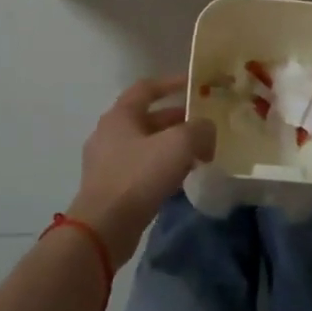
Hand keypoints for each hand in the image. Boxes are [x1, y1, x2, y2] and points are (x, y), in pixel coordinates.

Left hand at [69, 77, 216, 266]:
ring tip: (199, 152)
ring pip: (146, 145)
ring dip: (172, 145)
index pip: (147, 88)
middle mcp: (110, 133)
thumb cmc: (139, 176)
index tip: (194, 85)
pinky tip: (181, 178)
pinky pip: (142, 168)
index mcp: (120, 115)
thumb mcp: (178, 145)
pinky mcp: (111, 187)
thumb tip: (207, 131)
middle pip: (148, 118)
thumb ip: (199, 130)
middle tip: (204, 125)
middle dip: (177, 119)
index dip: (172, 83)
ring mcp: (107, 162)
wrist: (104, 227)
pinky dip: (162, 167)